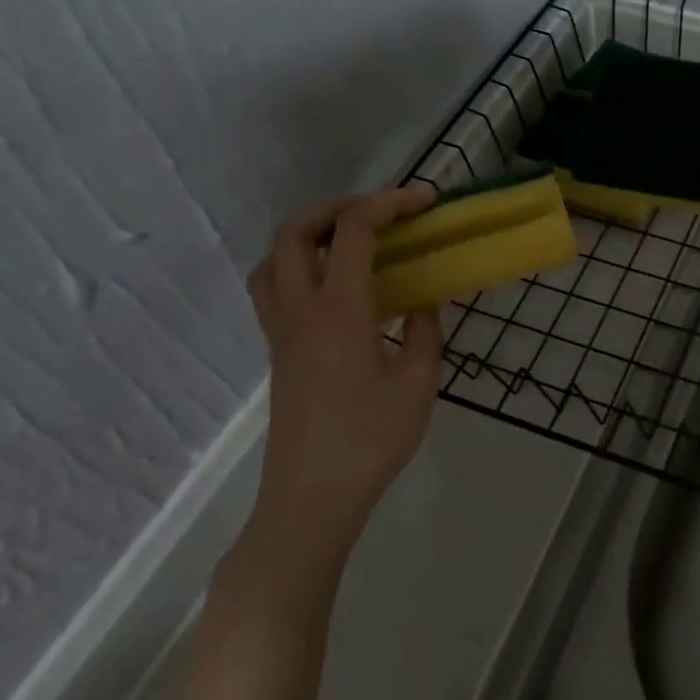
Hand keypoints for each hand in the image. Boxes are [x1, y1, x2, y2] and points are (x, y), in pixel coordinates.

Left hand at [243, 187, 445, 570]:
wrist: (312, 497)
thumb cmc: (372, 439)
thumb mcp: (420, 381)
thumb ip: (426, 330)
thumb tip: (426, 299)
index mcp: (340, 310)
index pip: (353, 230)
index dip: (389, 202)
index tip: (426, 201)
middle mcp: (301, 309)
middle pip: (295, 232)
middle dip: (338, 207)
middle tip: (381, 213)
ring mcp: (282, 331)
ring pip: (273, 258)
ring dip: (308, 234)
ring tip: (350, 242)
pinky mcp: (278, 351)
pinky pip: (273, 288)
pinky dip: (298, 265)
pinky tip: (335, 288)